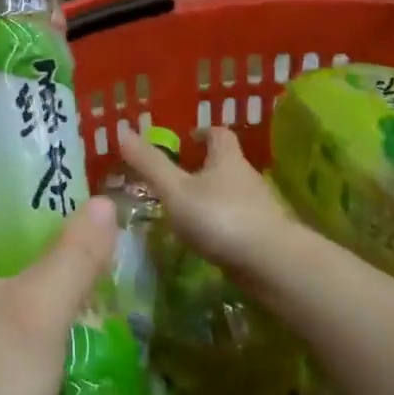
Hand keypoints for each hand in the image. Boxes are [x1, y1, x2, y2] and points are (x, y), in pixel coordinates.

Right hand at [115, 123, 293, 276]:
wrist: (271, 263)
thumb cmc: (220, 218)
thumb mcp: (175, 190)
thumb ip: (149, 164)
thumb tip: (122, 131)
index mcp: (227, 159)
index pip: (219, 134)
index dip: (202, 133)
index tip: (186, 139)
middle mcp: (246, 177)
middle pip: (225, 164)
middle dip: (203, 167)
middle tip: (175, 177)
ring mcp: (258, 207)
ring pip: (231, 193)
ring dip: (211, 197)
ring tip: (184, 209)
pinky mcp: (262, 234)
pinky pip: (236, 220)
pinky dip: (220, 222)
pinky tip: (204, 237)